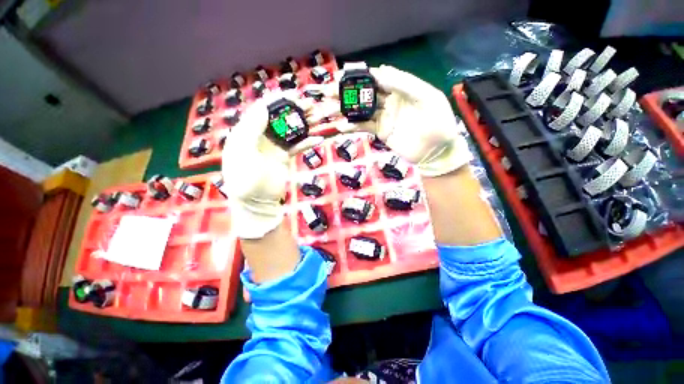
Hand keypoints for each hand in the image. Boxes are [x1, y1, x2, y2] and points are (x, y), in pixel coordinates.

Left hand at [222, 92, 321, 238]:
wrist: (257, 202)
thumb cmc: (246, 179)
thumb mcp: (243, 152)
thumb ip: (251, 128)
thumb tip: (263, 106)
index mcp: (246, 132)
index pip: (261, 110)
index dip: (276, 100)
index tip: (293, 93)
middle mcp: (260, 136)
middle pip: (279, 118)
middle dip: (294, 110)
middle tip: (310, 104)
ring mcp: (274, 147)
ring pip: (290, 130)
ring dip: (304, 124)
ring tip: (318, 117)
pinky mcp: (285, 157)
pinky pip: (297, 146)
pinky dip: (307, 142)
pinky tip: (318, 138)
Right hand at [315, 64, 471, 176]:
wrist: (436, 151)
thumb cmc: (437, 123)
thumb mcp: (427, 98)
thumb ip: (405, 84)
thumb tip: (380, 69)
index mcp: (402, 88)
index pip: (378, 77)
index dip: (361, 75)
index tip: (344, 74)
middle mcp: (389, 100)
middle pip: (366, 93)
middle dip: (347, 91)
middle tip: (328, 90)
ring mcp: (383, 117)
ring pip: (361, 109)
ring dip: (346, 108)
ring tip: (329, 108)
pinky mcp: (380, 131)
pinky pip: (364, 126)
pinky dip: (353, 126)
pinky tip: (341, 126)